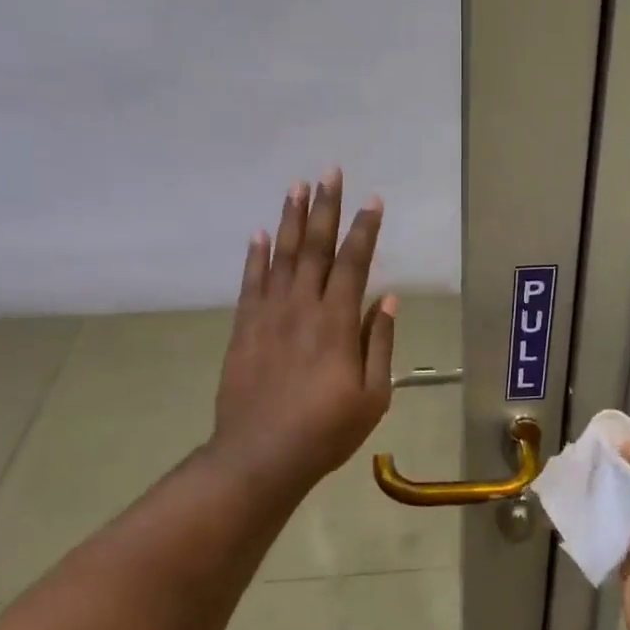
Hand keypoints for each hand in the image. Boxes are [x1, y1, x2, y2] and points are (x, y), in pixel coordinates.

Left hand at [209, 169, 396, 494]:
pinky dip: (254, 256)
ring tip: (296, 186)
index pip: (354, 263)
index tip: (373, 200)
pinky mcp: (243, 328)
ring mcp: (268, 315)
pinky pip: (250, 283)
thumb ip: (378, 343)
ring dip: (289, 219)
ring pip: (281, 256)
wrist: (259, 456)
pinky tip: (258, 233)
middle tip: (330, 172)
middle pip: (315, 247)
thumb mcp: (372, 396)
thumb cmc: (325, 431)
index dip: (364, 229)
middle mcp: (302, 307)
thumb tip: (386, 298)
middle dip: (325, 207)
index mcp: (337, 323)